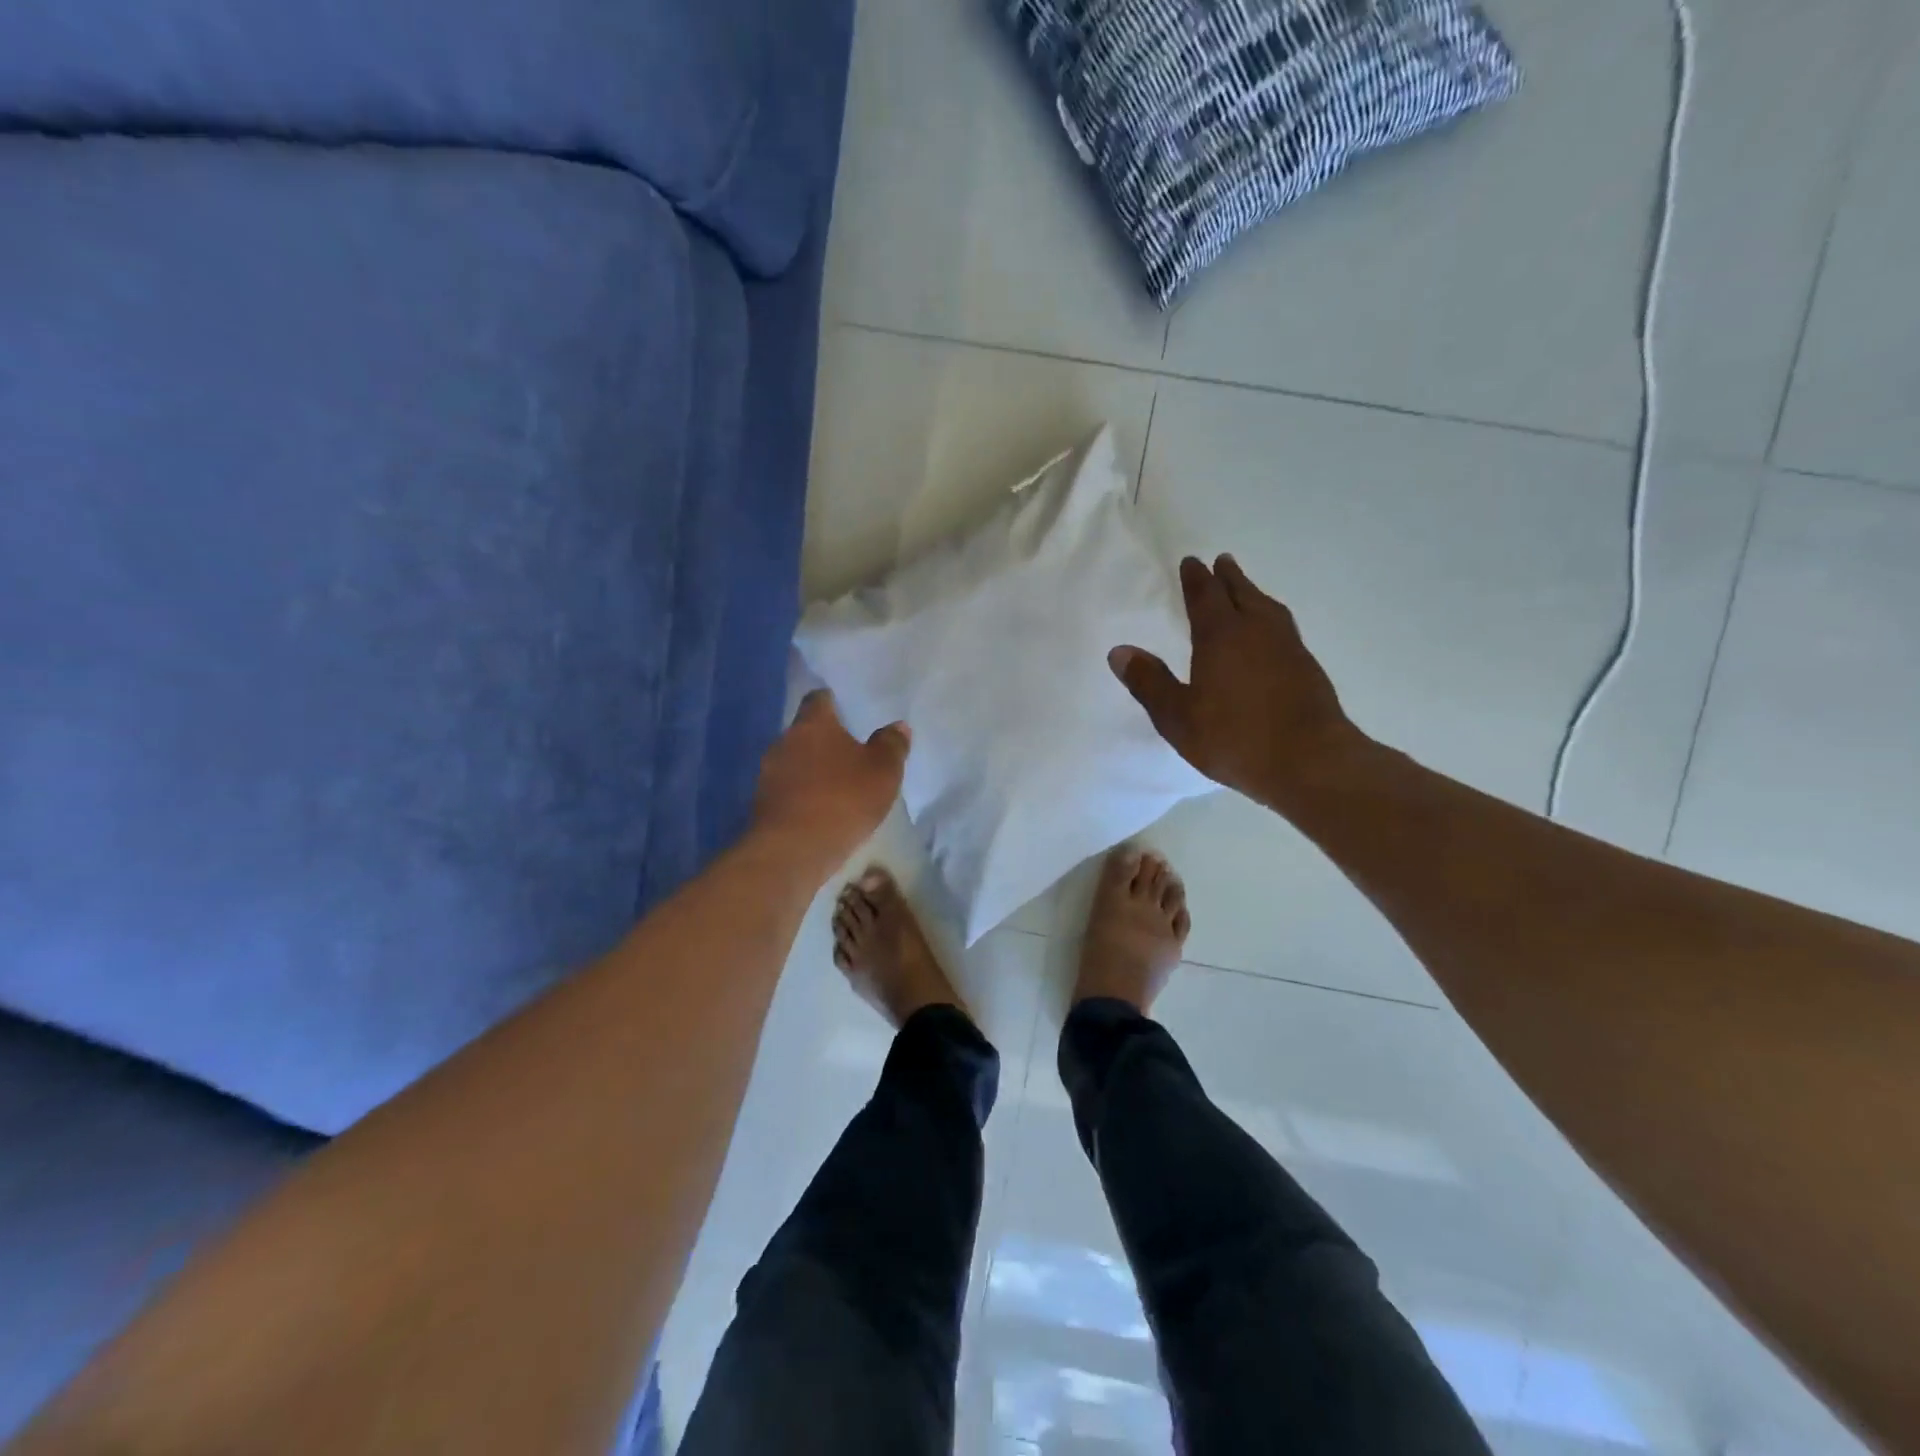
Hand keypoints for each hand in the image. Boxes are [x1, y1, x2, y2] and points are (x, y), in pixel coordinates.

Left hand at [753, 690, 910, 868]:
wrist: (792, 850)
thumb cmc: (843, 799)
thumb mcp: (883, 772)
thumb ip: (892, 745)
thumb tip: (898, 726)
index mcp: (813, 724)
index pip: (818, 699)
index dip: (833, 703)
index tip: (846, 711)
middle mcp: (783, 741)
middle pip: (804, 732)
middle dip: (824, 741)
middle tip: (849, 754)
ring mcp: (767, 774)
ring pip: (794, 762)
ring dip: (812, 770)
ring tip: (836, 787)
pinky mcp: (761, 805)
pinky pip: (787, 791)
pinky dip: (802, 795)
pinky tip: (819, 811)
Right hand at [1110, 555, 1362, 807]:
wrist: (1310, 761)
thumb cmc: (1235, 738)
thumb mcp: (1177, 717)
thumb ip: (1149, 683)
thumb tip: (1118, 651)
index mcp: (1221, 636)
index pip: (1205, 596)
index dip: (1196, 579)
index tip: (1191, 562)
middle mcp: (1257, 631)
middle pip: (1241, 593)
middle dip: (1228, 577)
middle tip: (1221, 561)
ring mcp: (1288, 647)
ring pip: (1268, 607)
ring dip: (1253, 593)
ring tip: (1246, 590)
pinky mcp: (1307, 667)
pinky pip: (1283, 627)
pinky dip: (1271, 617)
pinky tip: (1270, 633)